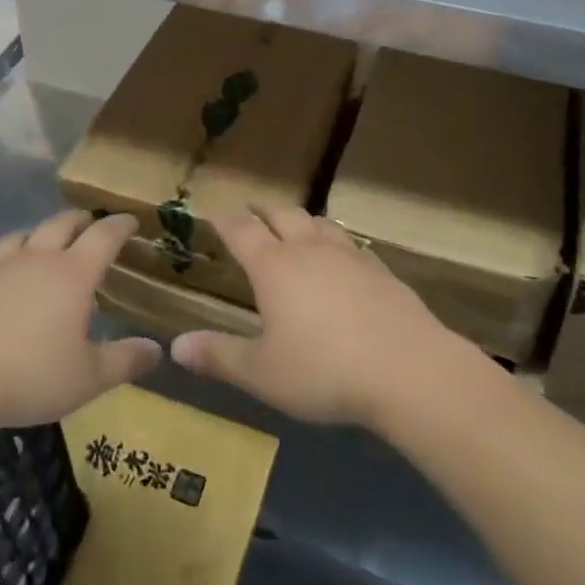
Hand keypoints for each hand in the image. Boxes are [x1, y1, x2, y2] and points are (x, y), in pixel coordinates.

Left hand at [0, 211, 161, 430]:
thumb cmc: (30, 376)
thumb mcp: (88, 378)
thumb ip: (125, 361)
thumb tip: (157, 349)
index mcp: (73, 274)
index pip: (104, 235)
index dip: (121, 225)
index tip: (132, 221)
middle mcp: (39, 259)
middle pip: (63, 222)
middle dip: (83, 220)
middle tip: (93, 225)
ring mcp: (0, 267)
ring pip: (27, 233)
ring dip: (44, 231)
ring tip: (50, 242)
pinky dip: (14, 253)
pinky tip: (10, 275)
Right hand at [169, 205, 471, 429]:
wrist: (408, 370)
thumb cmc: (324, 371)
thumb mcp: (262, 373)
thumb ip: (219, 356)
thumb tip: (175, 347)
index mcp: (274, 267)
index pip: (242, 230)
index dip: (225, 220)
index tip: (214, 214)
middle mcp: (309, 250)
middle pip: (282, 215)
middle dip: (262, 211)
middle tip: (252, 212)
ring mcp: (349, 256)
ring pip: (319, 223)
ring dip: (300, 220)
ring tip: (294, 226)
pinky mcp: (381, 270)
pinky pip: (350, 244)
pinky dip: (335, 242)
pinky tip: (342, 257)